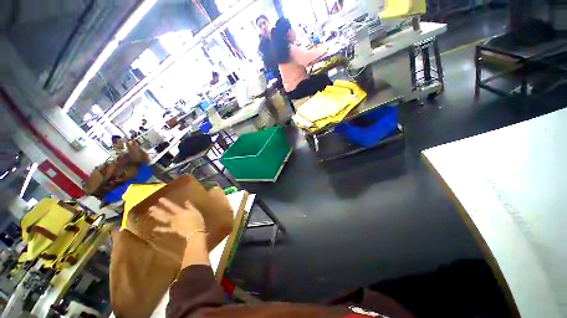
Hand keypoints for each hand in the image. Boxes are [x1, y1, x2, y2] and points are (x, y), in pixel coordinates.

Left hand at [147, 198, 207, 262]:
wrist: (195, 232)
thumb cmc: (197, 220)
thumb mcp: (195, 211)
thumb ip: (190, 206)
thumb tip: (186, 201)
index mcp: (181, 212)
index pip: (172, 206)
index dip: (166, 203)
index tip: (160, 199)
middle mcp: (175, 217)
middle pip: (165, 213)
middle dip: (158, 210)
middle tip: (150, 208)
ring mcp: (173, 224)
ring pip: (164, 220)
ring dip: (157, 217)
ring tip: (151, 214)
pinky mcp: (173, 230)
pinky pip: (166, 229)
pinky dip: (160, 229)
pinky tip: (155, 228)